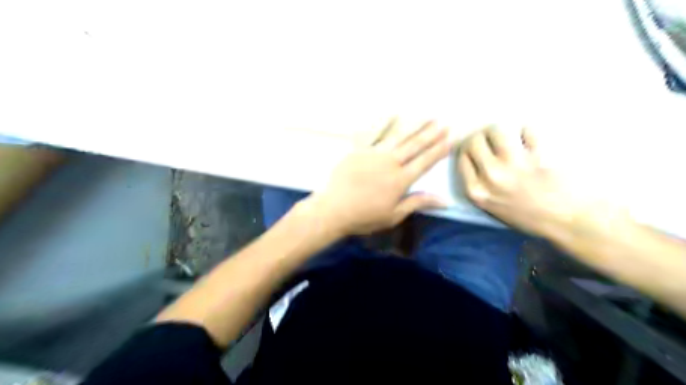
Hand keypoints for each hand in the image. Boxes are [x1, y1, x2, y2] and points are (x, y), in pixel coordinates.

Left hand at [310, 119, 450, 235]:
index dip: (438, 151)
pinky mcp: (359, 150)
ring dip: (414, 126)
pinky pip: (373, 133)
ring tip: (427, 116)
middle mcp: (391, 162)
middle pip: (415, 145)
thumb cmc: (364, 216)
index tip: (450, 140)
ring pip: (398, 136)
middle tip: (444, 123)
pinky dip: (383, 123)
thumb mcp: (394, 215)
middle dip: (431, 134)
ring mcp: (374, 153)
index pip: (424, 162)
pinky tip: (393, 114)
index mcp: (401, 180)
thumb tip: (445, 201)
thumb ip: (418, 203)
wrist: (334, 209)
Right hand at [458, 126, 607, 236]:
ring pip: (496, 130)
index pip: (462, 157)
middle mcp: (491, 176)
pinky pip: (526, 130)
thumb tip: (476, 159)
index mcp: (477, 191)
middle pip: (474, 141)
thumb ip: (480, 186)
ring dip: (502, 130)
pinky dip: (528, 132)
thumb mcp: (493, 208)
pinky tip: (532, 140)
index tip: (477, 147)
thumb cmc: (531, 218)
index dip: (469, 148)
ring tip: (511, 136)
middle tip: (492, 139)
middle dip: (481, 137)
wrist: (571, 221)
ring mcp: (515, 165)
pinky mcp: (538, 155)